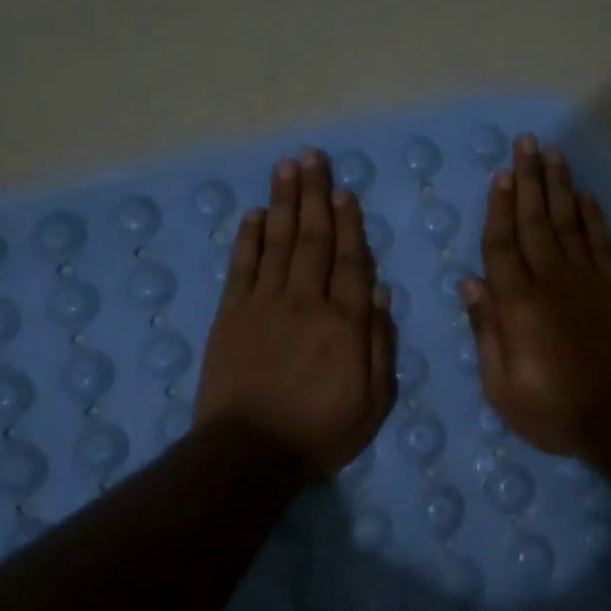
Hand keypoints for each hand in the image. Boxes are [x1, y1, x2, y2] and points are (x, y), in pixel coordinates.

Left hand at [195, 149, 395, 476]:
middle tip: (313, 157)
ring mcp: (264, 305)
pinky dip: (249, 238)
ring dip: (284, 203)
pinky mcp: (230, 316)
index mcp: (344, 323)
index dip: (350, 223)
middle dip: (315, 195)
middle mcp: (305, 302)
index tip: (346, 191)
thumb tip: (380, 290)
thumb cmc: (321, 431)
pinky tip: (255, 214)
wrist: (250, 453)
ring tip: (287, 167)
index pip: (351, 261)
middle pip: (313, 240)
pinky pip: (242, 267)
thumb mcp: (374, 399)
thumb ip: (379, 342)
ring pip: (278, 243)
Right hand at [461, 134, 610, 455]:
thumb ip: (485, 330)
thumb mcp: (501, 385)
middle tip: (525, 143)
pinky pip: (601, 242)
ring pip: (569, 222)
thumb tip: (469, 283)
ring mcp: (587, 280)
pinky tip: (585, 196)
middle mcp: (550, 280)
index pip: (501, 245)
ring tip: (552, 153)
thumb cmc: (553, 408)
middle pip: (535, 221)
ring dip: (559, 186)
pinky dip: (593, 217)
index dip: (498, 209)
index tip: (500, 176)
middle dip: (529, 180)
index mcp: (517, 304)